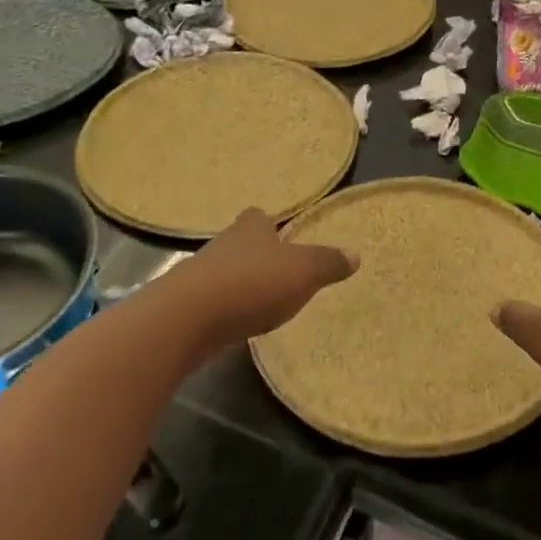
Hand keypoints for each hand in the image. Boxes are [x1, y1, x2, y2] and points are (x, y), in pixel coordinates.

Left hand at [159, 207, 357, 351]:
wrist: (186, 319)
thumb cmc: (251, 284)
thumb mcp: (303, 272)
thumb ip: (328, 263)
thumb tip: (355, 253)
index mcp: (251, 228)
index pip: (259, 216)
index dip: (270, 224)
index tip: (281, 235)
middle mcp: (224, 244)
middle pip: (241, 243)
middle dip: (255, 254)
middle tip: (276, 271)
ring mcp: (200, 274)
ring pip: (224, 271)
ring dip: (239, 282)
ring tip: (259, 300)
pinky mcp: (185, 305)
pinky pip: (211, 301)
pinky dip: (224, 308)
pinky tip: (235, 322)